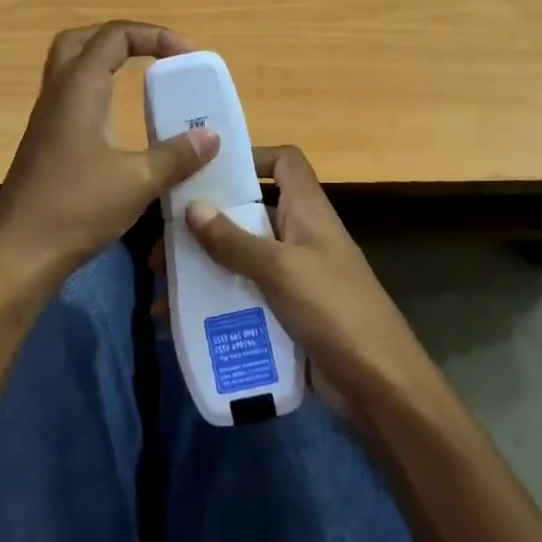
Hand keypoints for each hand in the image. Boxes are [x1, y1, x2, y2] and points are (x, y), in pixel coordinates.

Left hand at [0, 21, 218, 291]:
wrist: (20, 254)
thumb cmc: (77, 209)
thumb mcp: (138, 181)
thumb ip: (177, 155)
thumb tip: (211, 136)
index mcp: (78, 89)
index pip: (114, 35)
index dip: (154, 35)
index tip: (187, 56)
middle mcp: (57, 95)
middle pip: (81, 41)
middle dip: (121, 39)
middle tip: (155, 56)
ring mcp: (46, 120)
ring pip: (71, 71)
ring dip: (106, 65)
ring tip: (143, 83)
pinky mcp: (45, 145)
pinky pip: (72, 100)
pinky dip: (98, 95)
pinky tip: (120, 125)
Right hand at [185, 146, 436, 413]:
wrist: (380, 386)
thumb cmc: (334, 310)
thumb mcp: (280, 270)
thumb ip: (234, 240)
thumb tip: (192, 207)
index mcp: (308, 212)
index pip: (285, 162)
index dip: (252, 156)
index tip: (208, 169)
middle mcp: (300, 238)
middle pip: (249, 214)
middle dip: (206, 224)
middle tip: (161, 243)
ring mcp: (294, 279)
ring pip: (240, 260)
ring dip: (203, 269)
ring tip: (162, 286)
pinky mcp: (286, 315)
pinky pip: (244, 299)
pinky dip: (215, 305)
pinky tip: (179, 321)